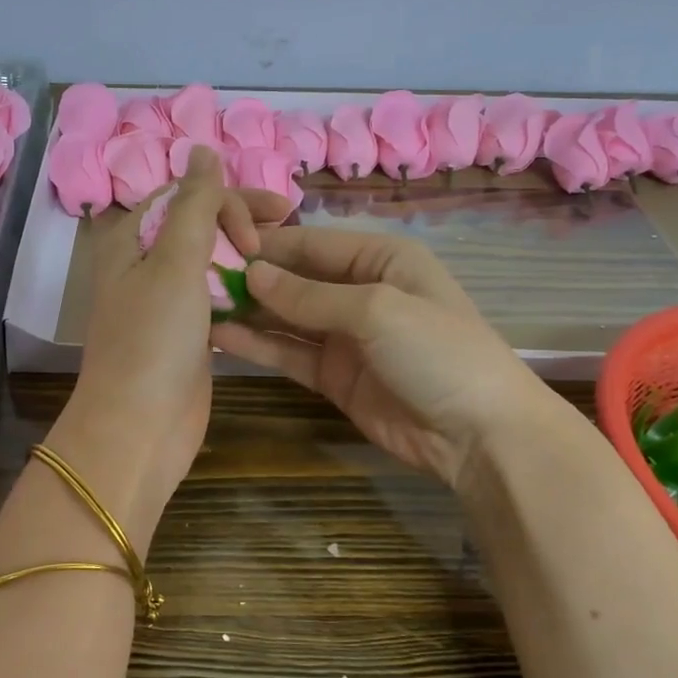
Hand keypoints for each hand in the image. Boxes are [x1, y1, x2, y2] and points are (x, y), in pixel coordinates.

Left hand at [54, 150, 288, 540]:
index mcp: (132, 240)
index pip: (186, 195)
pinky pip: (217, 298)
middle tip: (289, 224)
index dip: (229, 197)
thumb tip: (202, 148)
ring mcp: (165, 302)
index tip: (269, 222)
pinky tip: (272, 293)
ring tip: (289, 256)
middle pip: (200, 225)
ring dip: (246, 255)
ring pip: (211, 262)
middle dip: (243, 221)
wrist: (139, 428)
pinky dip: (243, 291)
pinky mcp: (186, 334)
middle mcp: (145, 265)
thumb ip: (194, 204)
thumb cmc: (153, 340)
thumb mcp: (175, 263)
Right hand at [211, 228, 568, 490]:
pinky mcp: (334, 376)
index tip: (215, 244)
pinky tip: (221, 337)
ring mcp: (346, 337)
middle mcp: (360, 291)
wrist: (480, 435)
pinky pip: (290, 353)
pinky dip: (259, 345)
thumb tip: (253, 274)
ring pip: (287, 317)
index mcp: (381, 258)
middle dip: (252, 278)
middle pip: (296, 278)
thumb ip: (310, 294)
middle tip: (197, 278)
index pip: (312, 242)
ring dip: (249, 312)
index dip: (267, 244)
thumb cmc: (438, 351)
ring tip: (199, 305)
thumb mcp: (377, 310)